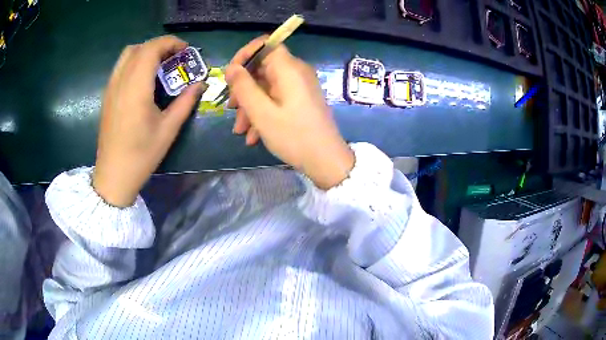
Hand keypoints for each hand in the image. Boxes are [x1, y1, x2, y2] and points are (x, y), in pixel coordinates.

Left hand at [93, 35, 206, 206]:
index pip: (152, 49)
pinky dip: (134, 62)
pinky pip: (120, 67)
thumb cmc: (141, 155)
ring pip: (127, 55)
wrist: (113, 175)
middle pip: (139, 48)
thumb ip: (185, 102)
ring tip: (159, 65)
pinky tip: (143, 79)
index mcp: (136, 88)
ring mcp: (111, 88)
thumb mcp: (168, 130)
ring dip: (145, 52)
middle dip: (160, 46)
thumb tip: (200, 84)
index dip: (171, 43)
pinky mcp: (107, 95)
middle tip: (175, 58)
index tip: (186, 51)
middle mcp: (121, 81)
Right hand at [226, 37, 353, 189]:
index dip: (245, 55)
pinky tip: (253, 135)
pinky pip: (276, 99)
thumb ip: (243, 86)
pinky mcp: (300, 101)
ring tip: (240, 130)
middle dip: (243, 89)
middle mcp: (296, 73)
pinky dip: (262, 113)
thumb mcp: (262, 112)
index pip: (266, 45)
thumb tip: (231, 67)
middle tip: (231, 109)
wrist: (326, 161)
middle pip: (262, 68)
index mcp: (289, 69)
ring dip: (250, 106)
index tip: (230, 75)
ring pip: (266, 87)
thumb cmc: (293, 136)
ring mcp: (299, 88)